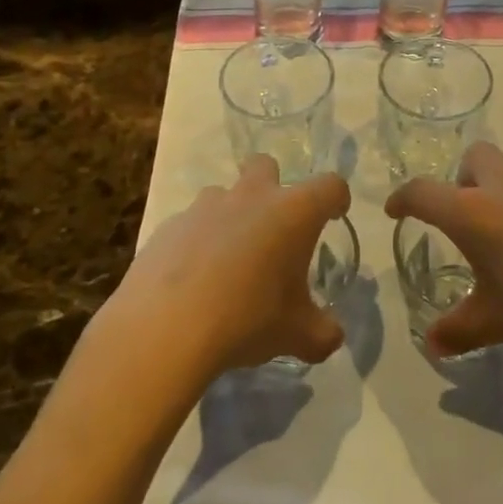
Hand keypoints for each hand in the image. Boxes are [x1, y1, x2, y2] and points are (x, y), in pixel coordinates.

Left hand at [101, 157, 350, 381]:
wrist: (165, 328)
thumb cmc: (247, 319)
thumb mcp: (296, 335)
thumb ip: (322, 333)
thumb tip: (332, 337)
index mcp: (293, 213)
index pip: (329, 186)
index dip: (337, 198)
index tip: (335, 216)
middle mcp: (251, 198)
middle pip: (266, 165)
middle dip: (273, 185)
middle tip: (274, 227)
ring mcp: (205, 207)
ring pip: (224, 194)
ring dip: (231, 216)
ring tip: (229, 260)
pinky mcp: (169, 226)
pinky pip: (191, 224)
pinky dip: (197, 242)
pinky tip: (194, 280)